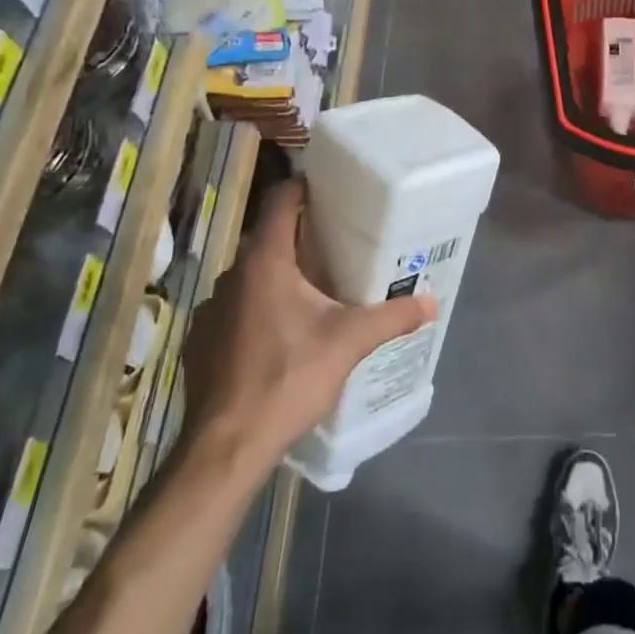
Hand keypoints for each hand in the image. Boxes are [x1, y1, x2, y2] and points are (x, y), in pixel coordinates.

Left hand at [181, 178, 435, 481]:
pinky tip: (280, 338)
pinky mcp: (201, 341)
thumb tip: (432, 303)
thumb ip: (393, 317)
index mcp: (266, 262)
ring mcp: (212, 310)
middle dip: (301, 238)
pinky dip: (258, 311)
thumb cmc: (289, 377)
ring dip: (279, 277)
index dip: (305, 187)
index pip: (280, 200)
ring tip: (315, 293)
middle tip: (339, 245)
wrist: (228, 446)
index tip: (332, 189)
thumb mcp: (350, 342)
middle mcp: (233, 275)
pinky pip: (236, 309)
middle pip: (269, 239)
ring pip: (252, 277)